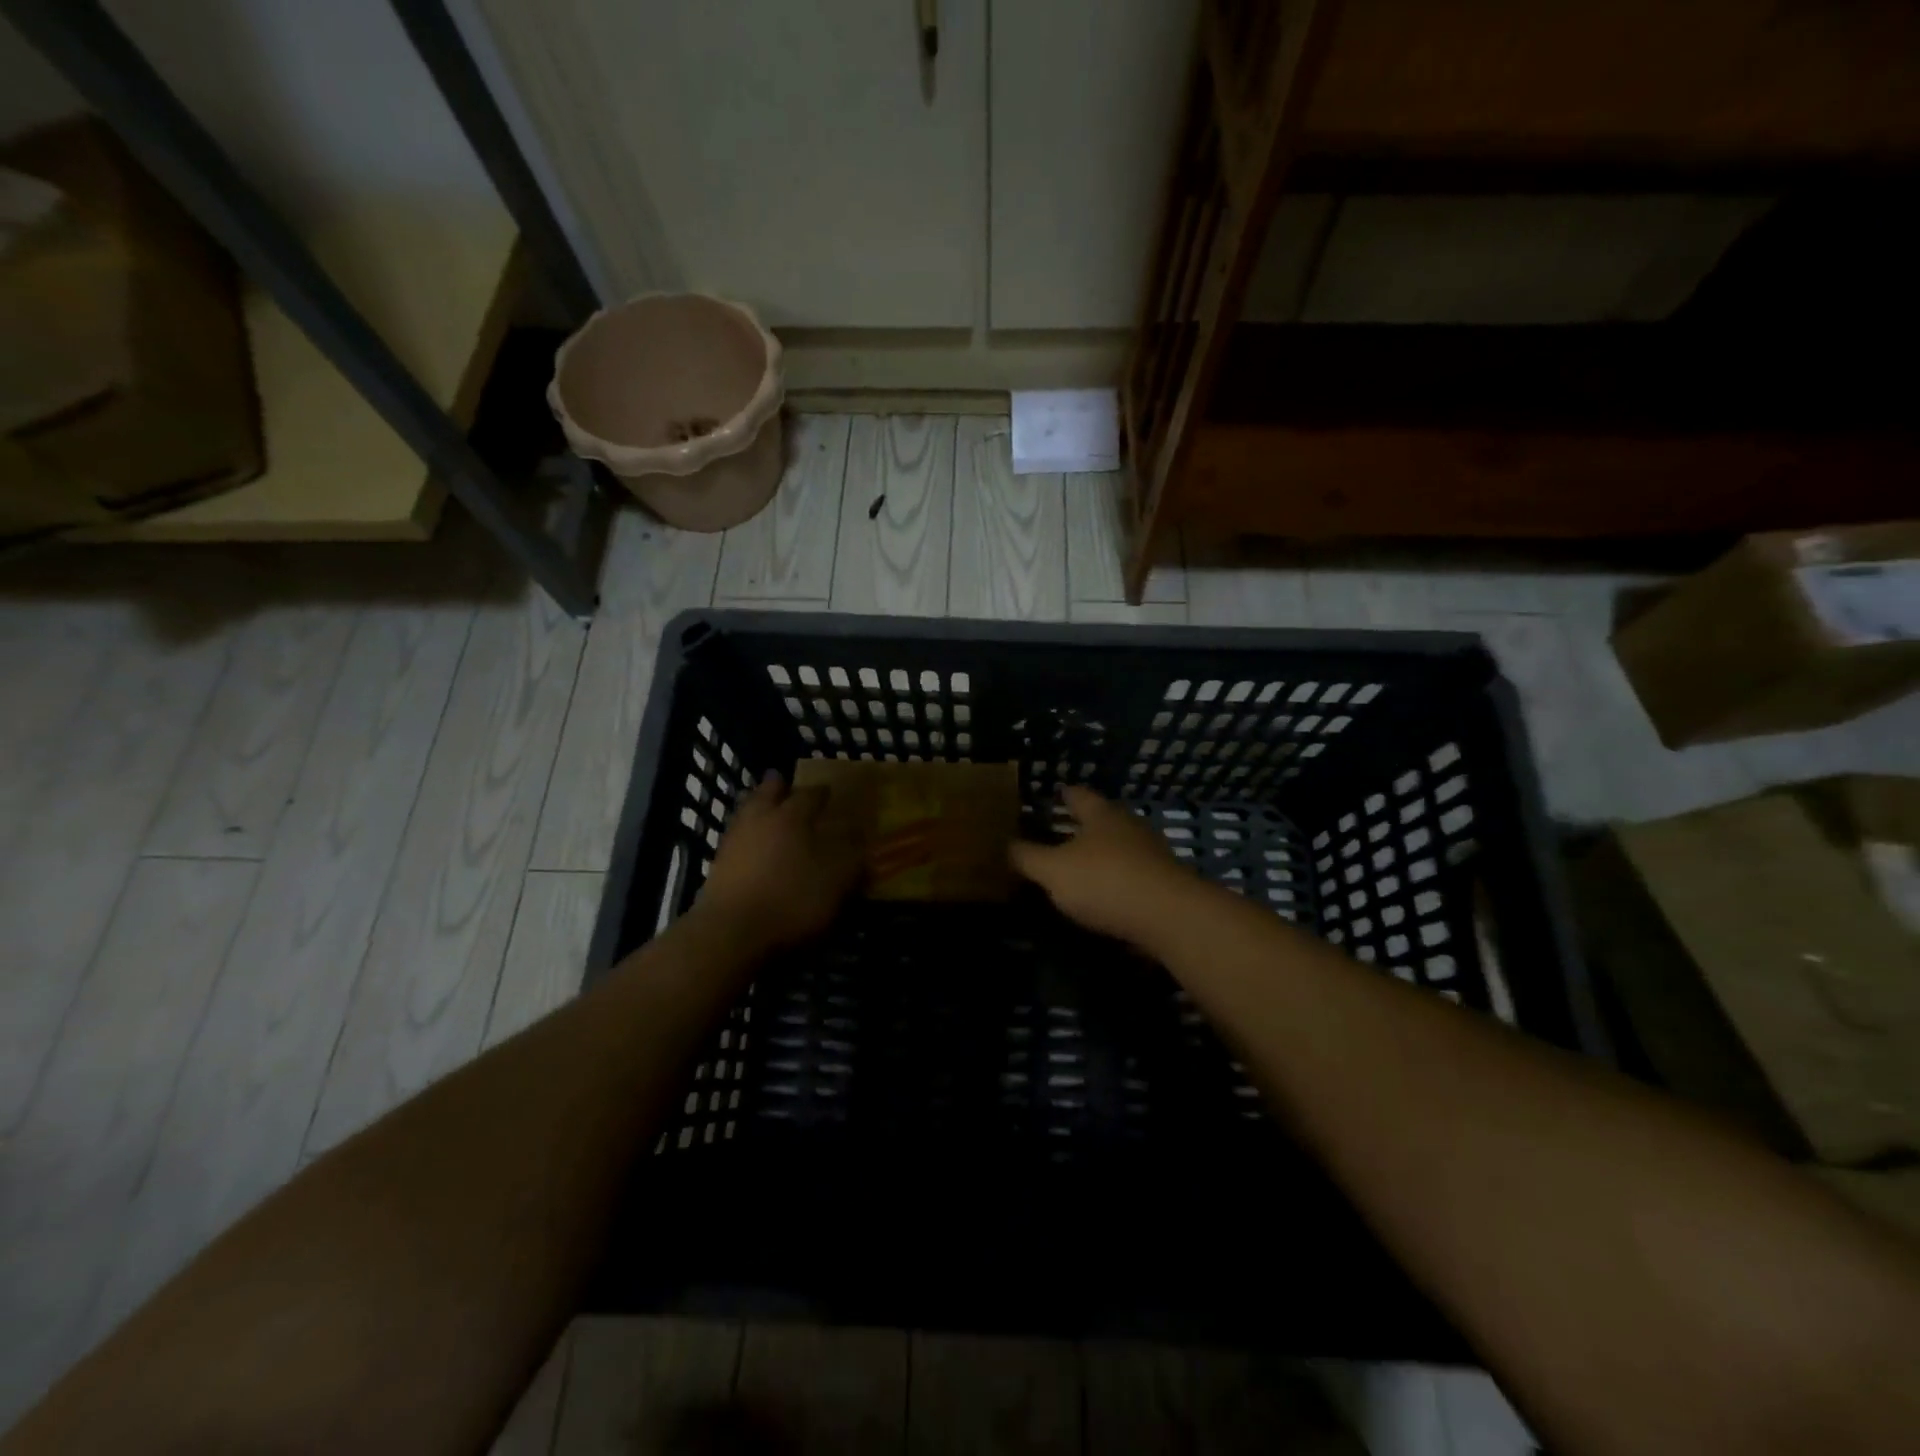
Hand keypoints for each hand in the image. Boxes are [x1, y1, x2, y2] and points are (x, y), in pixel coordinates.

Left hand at [697, 772, 859, 949]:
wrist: (731, 934)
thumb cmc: (793, 899)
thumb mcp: (837, 879)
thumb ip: (851, 855)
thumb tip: (858, 835)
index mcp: (793, 815)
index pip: (811, 794)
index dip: (823, 792)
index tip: (830, 792)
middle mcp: (761, 818)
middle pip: (769, 792)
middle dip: (780, 787)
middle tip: (788, 786)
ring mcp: (734, 840)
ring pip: (748, 811)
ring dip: (760, 808)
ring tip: (771, 815)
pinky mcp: (718, 865)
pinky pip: (737, 838)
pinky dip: (748, 836)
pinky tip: (756, 848)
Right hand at [1010, 787, 1195, 944]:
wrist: (1170, 917)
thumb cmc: (1105, 881)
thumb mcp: (1053, 870)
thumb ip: (1028, 857)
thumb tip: (1006, 844)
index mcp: (1101, 815)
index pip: (1079, 795)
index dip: (1063, 794)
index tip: (1053, 794)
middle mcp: (1129, 826)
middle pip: (1102, 819)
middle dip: (1082, 826)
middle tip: (1058, 833)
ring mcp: (1151, 855)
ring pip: (1120, 847)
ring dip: (1101, 855)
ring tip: (1079, 868)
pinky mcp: (1165, 884)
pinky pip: (1133, 875)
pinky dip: (1117, 880)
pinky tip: (1104, 896)